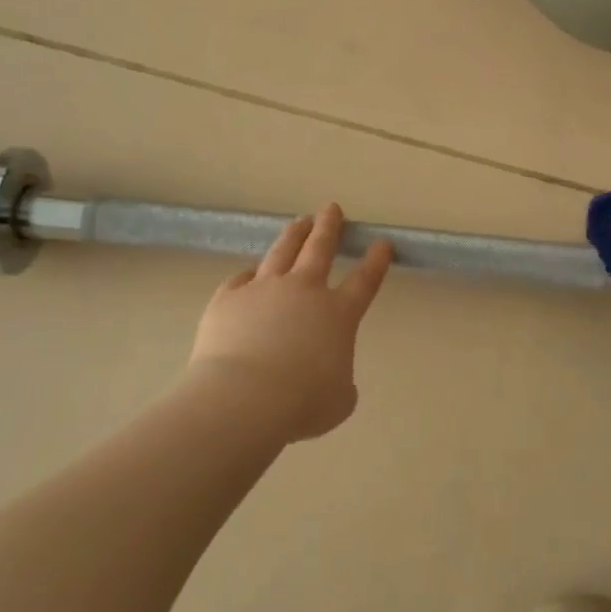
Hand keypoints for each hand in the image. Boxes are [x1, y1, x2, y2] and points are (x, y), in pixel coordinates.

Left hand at [188, 204, 394, 441]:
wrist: (244, 397)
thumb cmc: (301, 403)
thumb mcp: (338, 400)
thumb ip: (341, 382)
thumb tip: (330, 376)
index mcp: (338, 314)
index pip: (364, 281)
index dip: (375, 261)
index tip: (381, 244)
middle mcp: (303, 291)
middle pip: (319, 249)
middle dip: (329, 227)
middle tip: (332, 208)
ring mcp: (264, 290)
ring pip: (282, 252)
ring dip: (294, 235)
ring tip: (300, 221)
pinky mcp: (229, 298)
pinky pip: (241, 279)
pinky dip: (248, 275)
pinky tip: (249, 273)